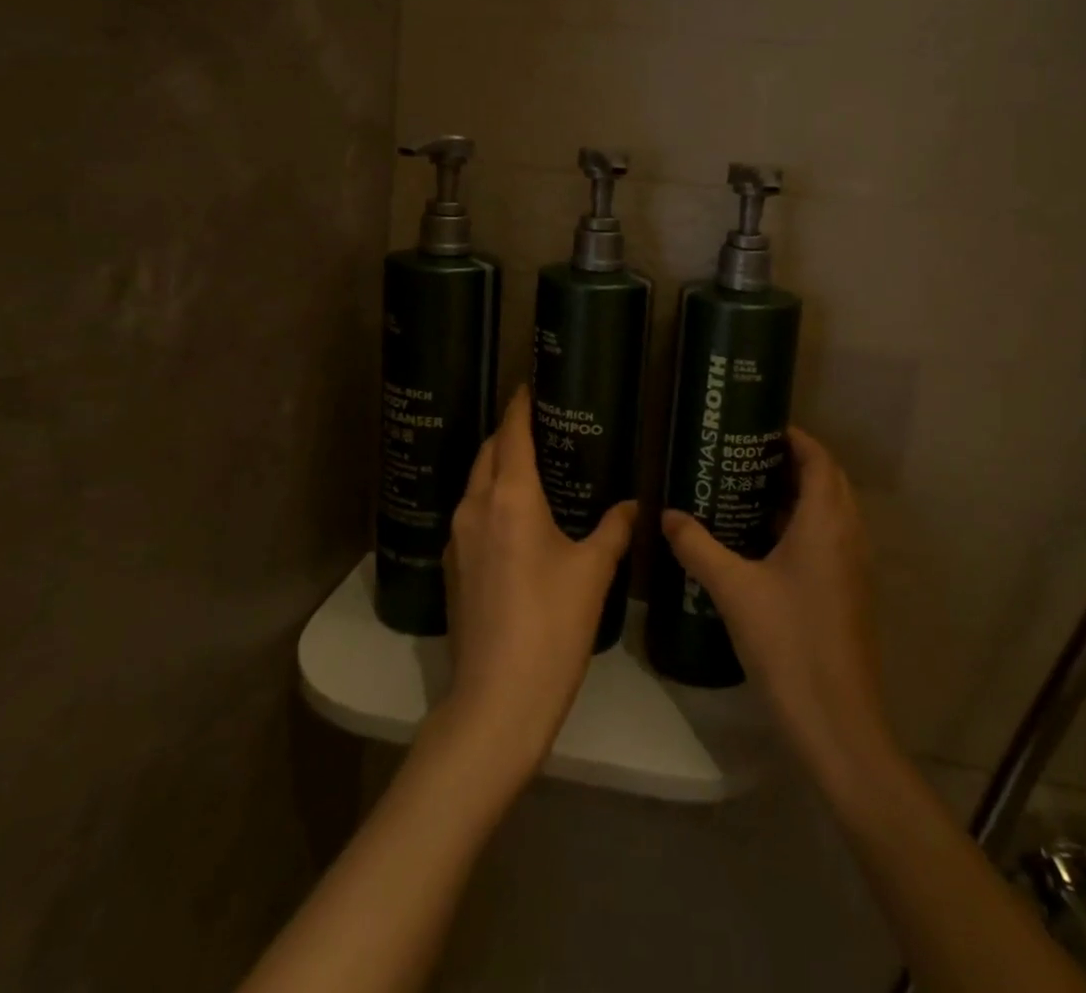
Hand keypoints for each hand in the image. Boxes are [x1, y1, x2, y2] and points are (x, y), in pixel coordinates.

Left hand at [438, 386, 636, 777]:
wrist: (497, 700)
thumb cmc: (552, 625)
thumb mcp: (593, 573)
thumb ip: (614, 530)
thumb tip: (633, 505)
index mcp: (510, 497)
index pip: (512, 434)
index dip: (520, 406)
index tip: (530, 385)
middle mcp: (475, 507)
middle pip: (488, 452)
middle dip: (509, 433)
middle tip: (541, 426)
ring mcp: (458, 538)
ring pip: (476, 483)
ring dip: (498, 467)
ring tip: (533, 467)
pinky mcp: (453, 567)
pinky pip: (471, 513)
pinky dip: (491, 499)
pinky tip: (516, 517)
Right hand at [660, 425, 892, 786]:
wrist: (837, 721)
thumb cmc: (787, 642)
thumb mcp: (733, 589)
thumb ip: (697, 546)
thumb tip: (666, 515)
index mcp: (826, 522)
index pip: (819, 459)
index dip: (794, 438)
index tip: (757, 428)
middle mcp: (847, 535)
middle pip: (827, 480)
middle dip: (792, 462)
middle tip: (744, 457)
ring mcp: (853, 566)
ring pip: (830, 511)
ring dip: (797, 495)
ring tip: (747, 490)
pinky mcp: (848, 592)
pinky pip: (828, 539)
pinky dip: (801, 525)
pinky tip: (761, 541)